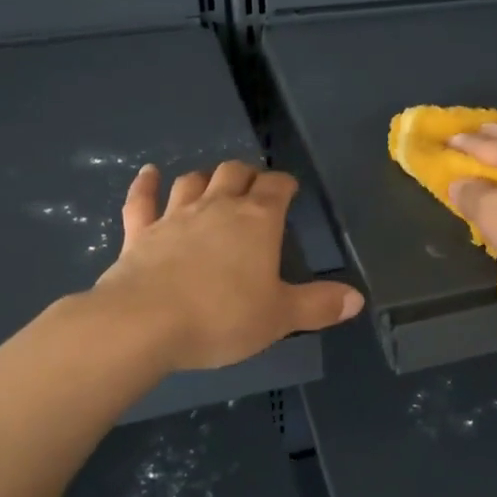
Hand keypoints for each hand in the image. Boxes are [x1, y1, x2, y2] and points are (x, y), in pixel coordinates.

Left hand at [94, 160, 363, 370]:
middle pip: (234, 174)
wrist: (143, 323)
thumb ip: (319, 305)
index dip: (285, 184)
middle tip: (254, 185)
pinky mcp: (139, 233)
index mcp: (257, 221)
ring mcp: (174, 217)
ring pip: (193, 182)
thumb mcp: (280, 317)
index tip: (290, 190)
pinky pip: (142, 200)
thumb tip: (357, 298)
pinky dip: (146, 185)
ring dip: (205, 178)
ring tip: (212, 183)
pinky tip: (148, 173)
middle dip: (247, 174)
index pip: (277, 187)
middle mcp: (217, 208)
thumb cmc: (221, 317)